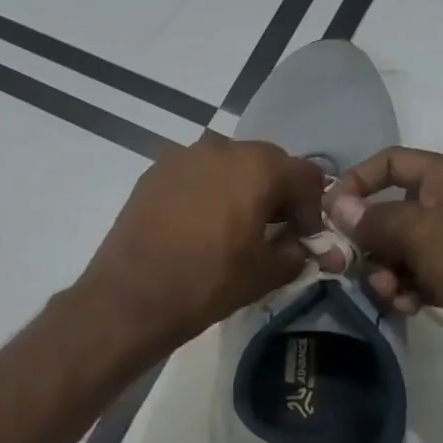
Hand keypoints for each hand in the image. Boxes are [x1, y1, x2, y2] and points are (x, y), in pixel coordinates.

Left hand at [77, 134, 331, 356]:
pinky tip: (197, 225)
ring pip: (227, 166)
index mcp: (257, 166)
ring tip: (232, 227)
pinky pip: (194, 175)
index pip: (305, 176)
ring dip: (239, 189)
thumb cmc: (207, 282)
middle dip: (276, 194)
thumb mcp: (265, 274)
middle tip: (271, 231)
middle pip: (265, 163)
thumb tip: (299, 246)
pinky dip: (205, 192)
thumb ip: (295, 252)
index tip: (304, 239)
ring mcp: (181, 157)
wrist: (131, 294)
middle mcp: (220, 148)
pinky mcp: (153, 173)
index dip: (312, 209)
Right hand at [325, 147, 442, 381]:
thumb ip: (376, 220)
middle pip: (390, 211)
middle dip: (368, 241)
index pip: (392, 162)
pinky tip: (409, 306)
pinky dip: (407, 290)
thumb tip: (337, 207)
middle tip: (349, 266)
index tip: (329, 214)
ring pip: (400, 249)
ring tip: (389, 293)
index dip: (357, 182)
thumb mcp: (424, 234)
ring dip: (385, 272)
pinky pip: (418, 276)